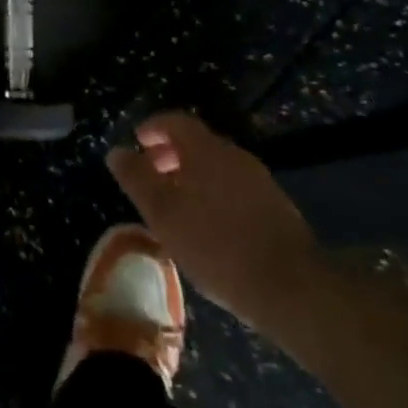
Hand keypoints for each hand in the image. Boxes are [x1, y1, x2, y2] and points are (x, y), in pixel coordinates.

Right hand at [106, 111, 325, 338]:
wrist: (291, 286)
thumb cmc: (215, 245)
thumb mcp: (163, 214)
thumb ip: (137, 179)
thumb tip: (117, 152)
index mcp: (206, 150)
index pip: (175, 121)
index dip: (153, 127)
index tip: (136, 143)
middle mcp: (234, 155)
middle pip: (196, 142)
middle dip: (169, 154)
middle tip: (150, 177)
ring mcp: (259, 180)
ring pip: (216, 166)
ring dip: (191, 176)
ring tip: (174, 205)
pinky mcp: (275, 206)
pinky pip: (233, 186)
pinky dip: (212, 192)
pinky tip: (206, 225)